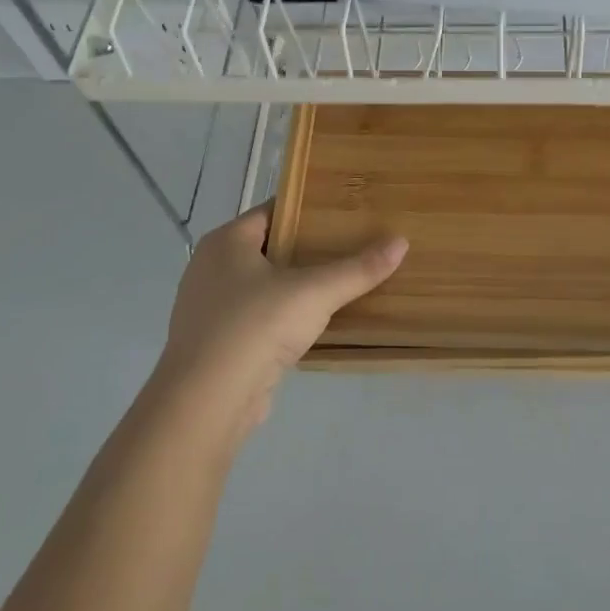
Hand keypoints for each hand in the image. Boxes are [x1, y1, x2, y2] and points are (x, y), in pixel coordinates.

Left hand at [148, 203, 406, 456]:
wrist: (208, 401)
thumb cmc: (256, 327)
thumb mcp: (315, 292)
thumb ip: (358, 268)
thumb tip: (401, 242)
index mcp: (226, 242)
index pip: (272, 211)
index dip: (308, 209)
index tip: (345, 212)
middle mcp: (211, 268)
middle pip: (269, 247)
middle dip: (307, 248)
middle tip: (352, 245)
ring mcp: (210, 307)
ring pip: (263, 285)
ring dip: (296, 285)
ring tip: (340, 282)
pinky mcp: (218, 342)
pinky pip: (257, 317)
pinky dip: (283, 316)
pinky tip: (314, 323)